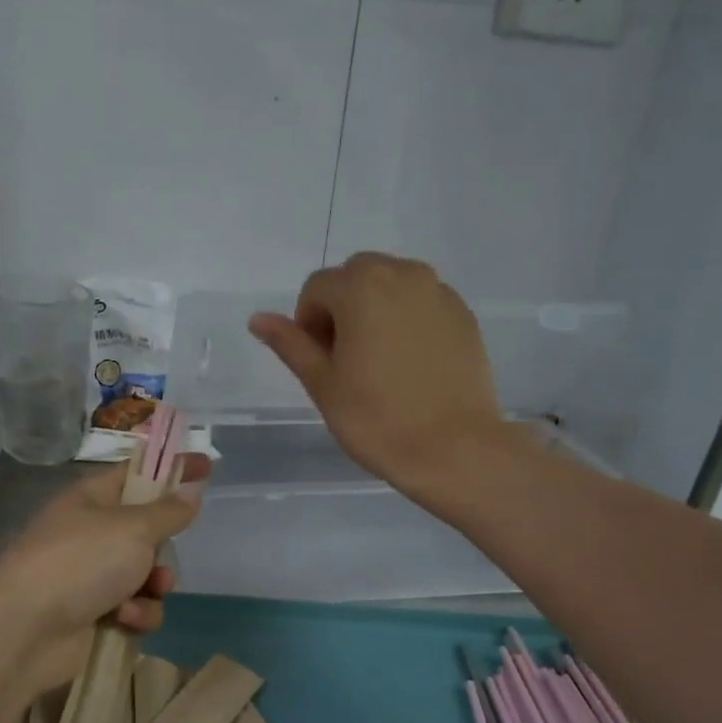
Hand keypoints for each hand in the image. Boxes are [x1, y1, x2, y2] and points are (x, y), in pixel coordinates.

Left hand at [0, 454, 210, 696]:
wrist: (25, 629)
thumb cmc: (79, 562)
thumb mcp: (132, 528)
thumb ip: (168, 512)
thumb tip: (190, 492)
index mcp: (92, 499)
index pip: (138, 474)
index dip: (170, 469)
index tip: (206, 465)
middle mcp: (91, 535)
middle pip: (146, 532)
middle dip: (162, 547)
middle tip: (164, 551)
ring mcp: (91, 577)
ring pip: (146, 576)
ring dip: (154, 586)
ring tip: (146, 592)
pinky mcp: (95, 615)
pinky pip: (136, 609)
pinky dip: (137, 615)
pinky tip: (125, 620)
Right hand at [249, 253, 505, 498]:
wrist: (452, 448)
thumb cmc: (376, 420)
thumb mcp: (323, 384)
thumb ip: (291, 344)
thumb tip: (258, 319)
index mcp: (361, 287)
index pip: (316, 288)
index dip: (308, 324)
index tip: (320, 363)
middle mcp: (403, 274)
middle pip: (356, 277)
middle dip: (342, 309)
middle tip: (347, 361)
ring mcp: (439, 292)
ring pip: (393, 286)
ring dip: (376, 311)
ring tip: (380, 363)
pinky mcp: (463, 314)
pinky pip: (423, 304)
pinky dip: (408, 321)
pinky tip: (411, 366)